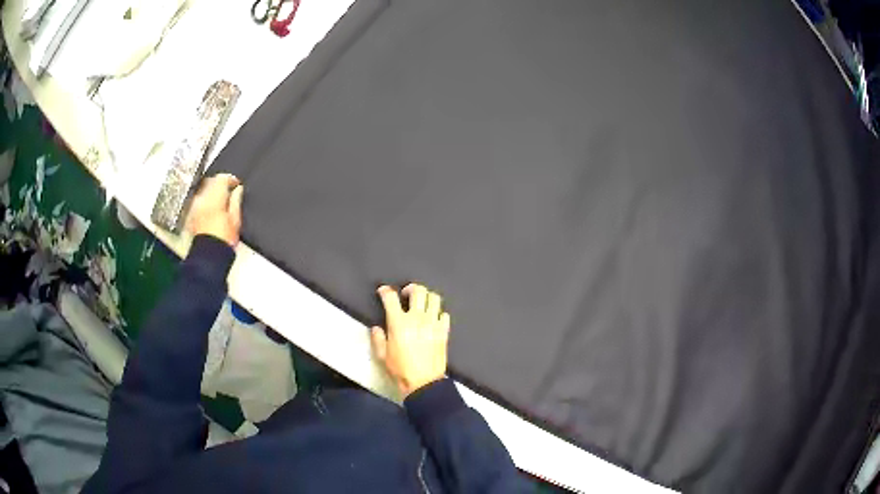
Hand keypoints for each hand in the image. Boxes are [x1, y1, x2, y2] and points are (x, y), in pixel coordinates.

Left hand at [186, 174, 243, 246]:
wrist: (209, 257)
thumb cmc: (224, 240)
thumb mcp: (235, 220)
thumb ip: (236, 201)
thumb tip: (238, 189)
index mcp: (214, 198)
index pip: (222, 178)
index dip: (231, 179)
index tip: (236, 185)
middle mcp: (202, 199)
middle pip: (210, 181)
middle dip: (219, 184)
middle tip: (229, 191)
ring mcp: (195, 207)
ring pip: (203, 190)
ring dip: (212, 192)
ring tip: (220, 200)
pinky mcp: (191, 215)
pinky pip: (199, 201)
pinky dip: (205, 200)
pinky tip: (211, 209)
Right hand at [371, 283, 450, 397]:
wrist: (423, 383)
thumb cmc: (400, 370)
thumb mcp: (382, 355)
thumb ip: (378, 338)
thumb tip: (377, 328)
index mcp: (398, 323)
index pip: (391, 297)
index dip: (385, 291)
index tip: (383, 292)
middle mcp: (417, 318)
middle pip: (418, 291)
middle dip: (411, 288)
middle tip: (406, 295)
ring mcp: (433, 323)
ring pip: (434, 298)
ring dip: (427, 298)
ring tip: (422, 304)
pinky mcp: (444, 331)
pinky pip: (445, 314)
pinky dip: (439, 313)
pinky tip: (433, 320)